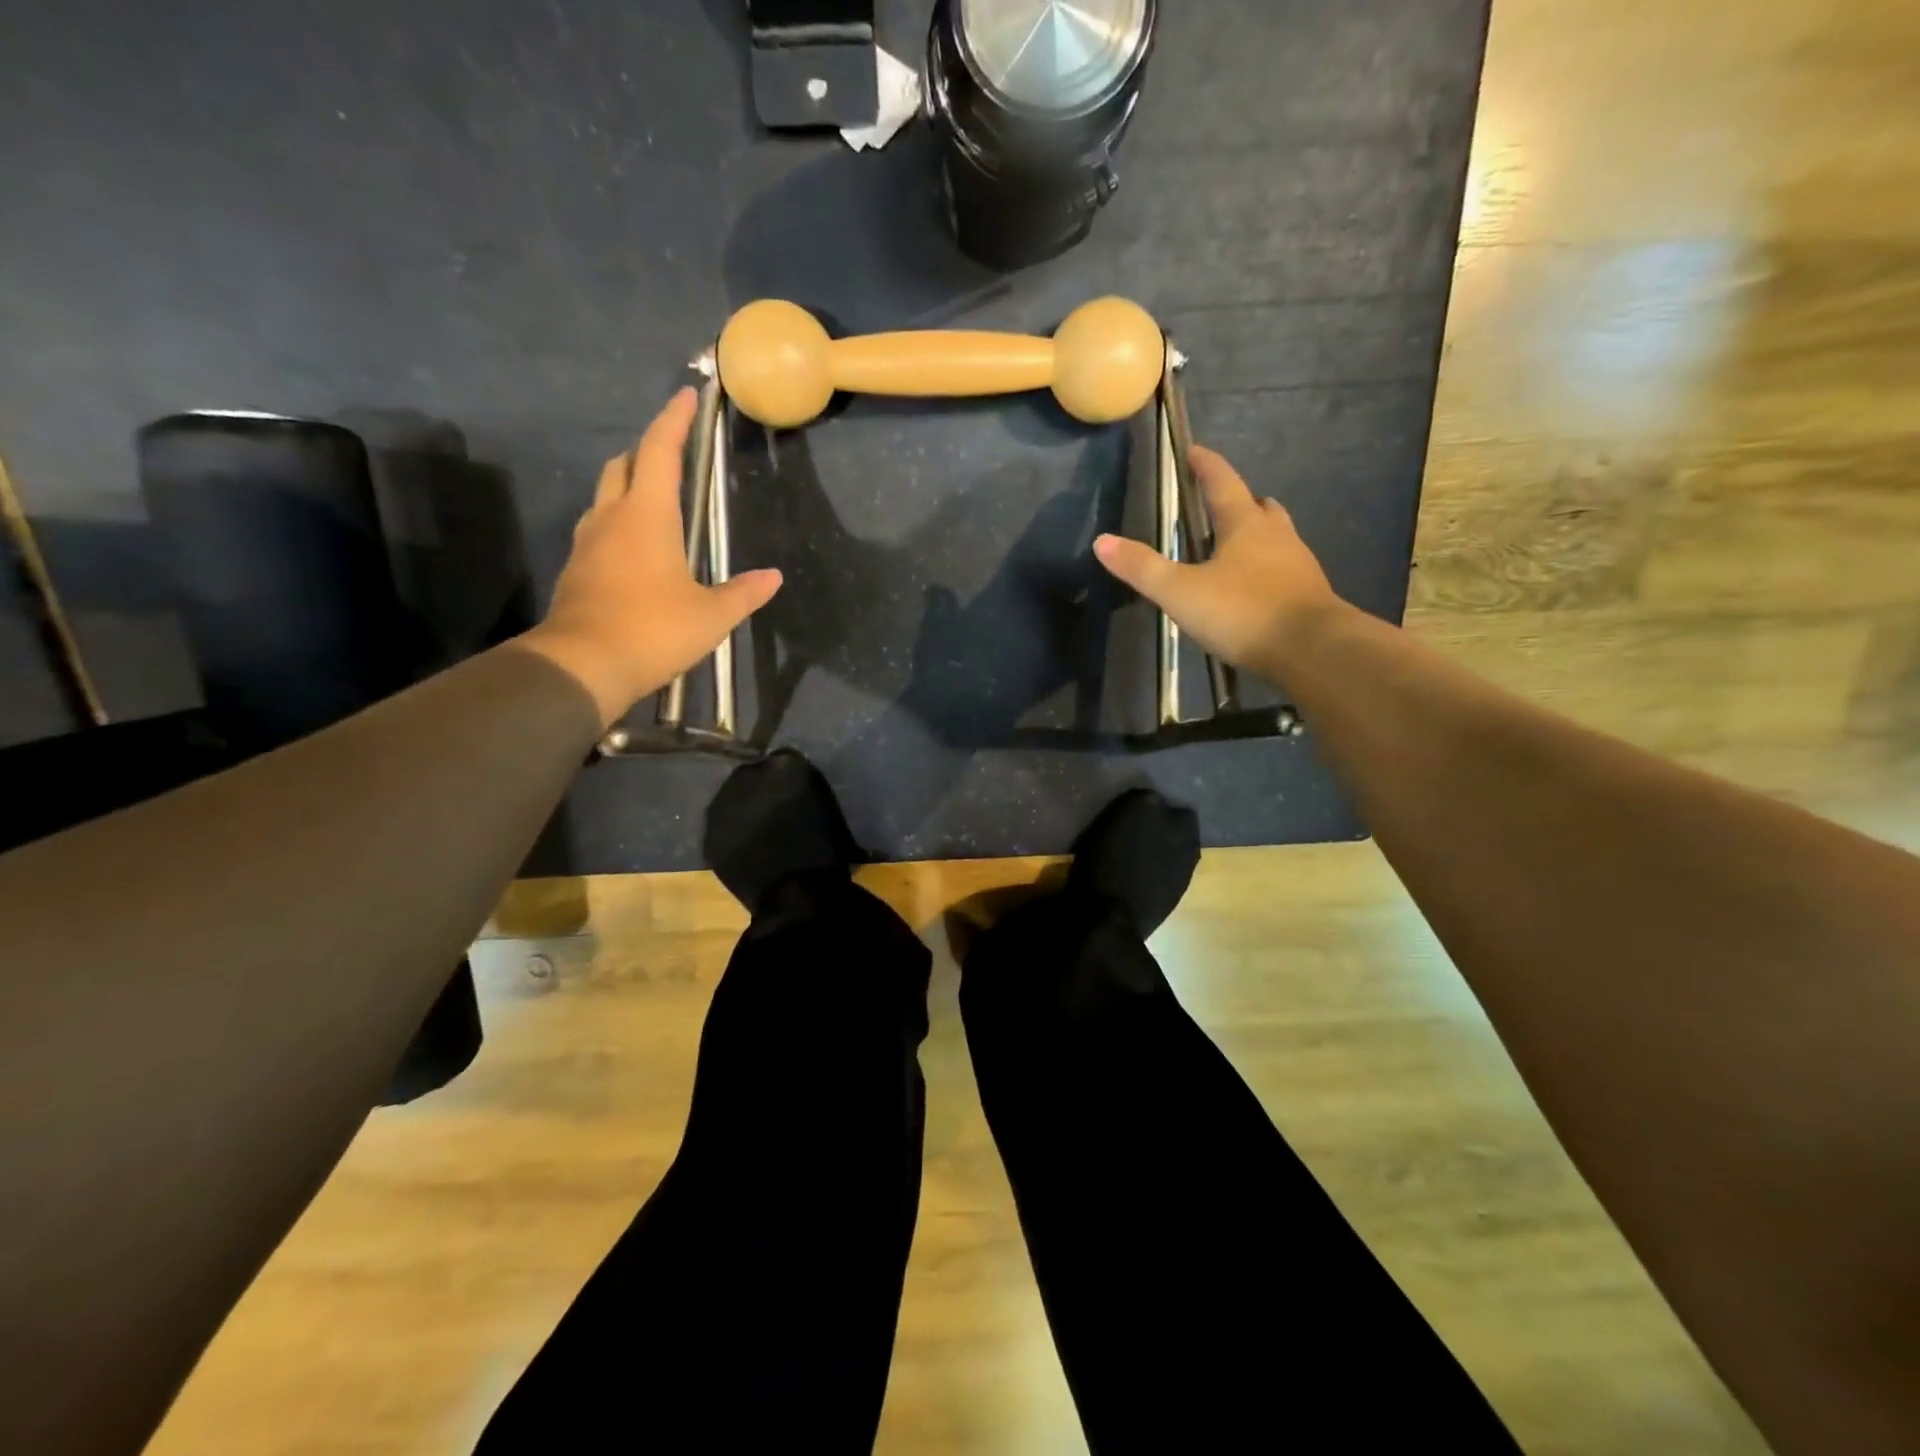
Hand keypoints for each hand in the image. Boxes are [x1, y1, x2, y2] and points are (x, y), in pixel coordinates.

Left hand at [521, 389, 781, 725]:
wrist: (582, 666)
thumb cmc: (653, 629)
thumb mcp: (711, 615)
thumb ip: (744, 593)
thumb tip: (773, 578)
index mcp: (648, 515)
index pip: (660, 450)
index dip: (674, 420)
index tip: (687, 396)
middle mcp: (612, 517)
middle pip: (624, 465)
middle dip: (647, 450)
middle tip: (673, 453)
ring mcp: (588, 542)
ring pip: (606, 496)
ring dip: (629, 486)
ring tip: (656, 500)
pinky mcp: (577, 569)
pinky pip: (599, 529)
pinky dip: (619, 523)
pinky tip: (637, 548)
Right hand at [1093, 445, 1341, 682]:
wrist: (1312, 649)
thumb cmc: (1243, 611)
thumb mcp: (1181, 592)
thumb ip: (1142, 568)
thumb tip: (1102, 541)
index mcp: (1245, 525)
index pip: (1223, 483)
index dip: (1206, 466)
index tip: (1194, 452)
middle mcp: (1276, 536)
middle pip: (1258, 507)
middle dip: (1238, 501)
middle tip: (1218, 504)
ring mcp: (1298, 565)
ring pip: (1276, 537)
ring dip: (1256, 535)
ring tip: (1234, 546)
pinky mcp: (1308, 595)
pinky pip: (1283, 569)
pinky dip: (1266, 569)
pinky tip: (1253, 589)